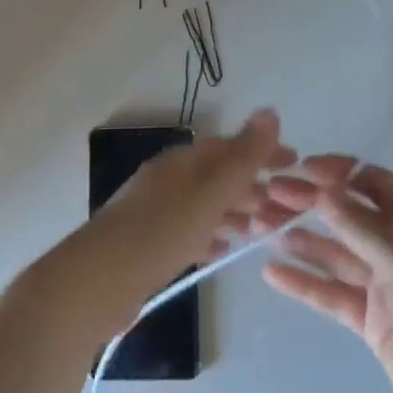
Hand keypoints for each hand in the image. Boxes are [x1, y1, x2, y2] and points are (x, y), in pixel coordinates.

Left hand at [49, 111, 294, 339]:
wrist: (95, 282)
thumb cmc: (159, 232)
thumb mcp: (209, 193)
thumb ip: (242, 156)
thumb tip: (270, 111)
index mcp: (182, 162)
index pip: (230, 147)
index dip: (263, 152)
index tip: (296, 163)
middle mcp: (168, 180)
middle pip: (218, 175)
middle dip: (253, 185)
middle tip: (288, 205)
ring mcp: (156, 211)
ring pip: (205, 204)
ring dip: (236, 211)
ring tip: (263, 228)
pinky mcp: (148, 244)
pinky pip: (190, 231)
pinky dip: (212, 234)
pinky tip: (224, 249)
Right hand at [255, 157, 392, 392]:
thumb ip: (361, 229)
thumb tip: (323, 190)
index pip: (374, 183)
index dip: (339, 173)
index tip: (303, 169)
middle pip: (349, 216)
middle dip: (311, 204)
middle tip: (269, 194)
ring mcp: (385, 285)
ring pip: (336, 254)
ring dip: (301, 240)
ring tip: (260, 227)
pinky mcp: (371, 320)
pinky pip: (333, 293)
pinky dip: (305, 283)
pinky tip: (272, 273)